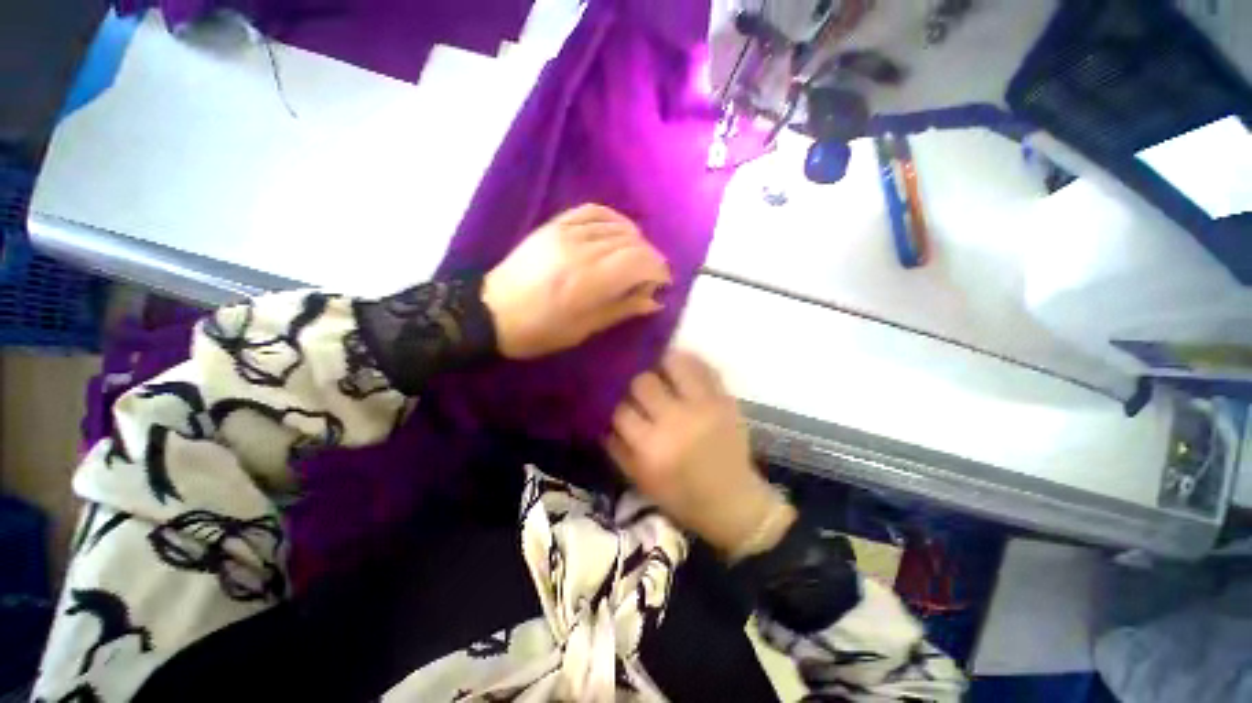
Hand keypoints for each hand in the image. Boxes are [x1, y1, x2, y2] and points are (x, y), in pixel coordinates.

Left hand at [482, 204, 671, 358]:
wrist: (493, 311)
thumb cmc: (541, 330)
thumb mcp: (585, 328)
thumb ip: (622, 309)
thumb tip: (654, 301)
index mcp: (589, 281)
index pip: (640, 262)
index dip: (659, 270)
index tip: (664, 283)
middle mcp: (582, 250)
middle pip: (633, 242)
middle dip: (651, 258)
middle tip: (652, 275)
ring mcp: (567, 233)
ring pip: (617, 226)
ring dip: (636, 240)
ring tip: (637, 257)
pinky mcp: (555, 225)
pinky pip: (593, 211)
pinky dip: (613, 219)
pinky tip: (619, 232)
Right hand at [606, 350, 794, 557]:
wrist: (732, 501)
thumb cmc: (681, 496)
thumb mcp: (640, 480)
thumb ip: (616, 447)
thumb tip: (601, 415)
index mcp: (652, 448)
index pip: (619, 409)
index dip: (612, 402)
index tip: (612, 398)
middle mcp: (676, 421)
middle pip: (643, 382)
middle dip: (634, 382)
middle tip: (635, 385)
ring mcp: (704, 406)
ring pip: (673, 363)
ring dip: (660, 364)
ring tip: (657, 369)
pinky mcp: (724, 399)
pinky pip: (703, 366)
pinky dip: (688, 362)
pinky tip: (679, 369)